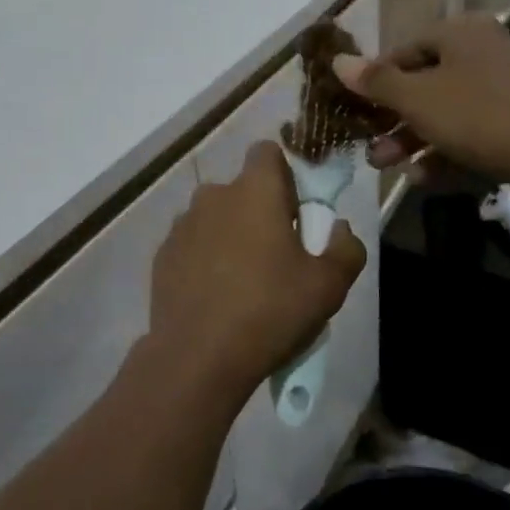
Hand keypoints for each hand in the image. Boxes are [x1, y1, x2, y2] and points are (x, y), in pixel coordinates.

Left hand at [148, 141, 365, 401]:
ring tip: (243, 281)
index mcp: (254, 190)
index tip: (294, 211)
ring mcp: (182, 224)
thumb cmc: (270, 311)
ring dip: (230, 235)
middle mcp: (213, 195)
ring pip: (215, 217)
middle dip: (258, 211)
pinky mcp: (163, 254)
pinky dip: (204, 258)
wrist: (198, 357)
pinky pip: (192, 244)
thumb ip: (346, 247)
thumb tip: (339, 228)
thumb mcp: (328, 286)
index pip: (267, 152)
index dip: (284, 175)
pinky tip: (215, 296)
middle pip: (242, 189)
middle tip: (276, 255)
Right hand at [330, 13, 509, 183]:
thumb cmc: (477, 114)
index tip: (357, 110)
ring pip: (444, 111)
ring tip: (388, 167)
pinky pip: (470, 130)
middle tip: (370, 148)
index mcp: (459, 32)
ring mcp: (503, 86)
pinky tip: (424, 177)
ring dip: (412, 140)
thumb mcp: (416, 98)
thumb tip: (337, 61)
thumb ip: (375, 81)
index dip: (375, 81)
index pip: (403, 51)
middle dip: (392, 120)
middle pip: (423, 84)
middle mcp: (482, 50)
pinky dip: (445, 150)